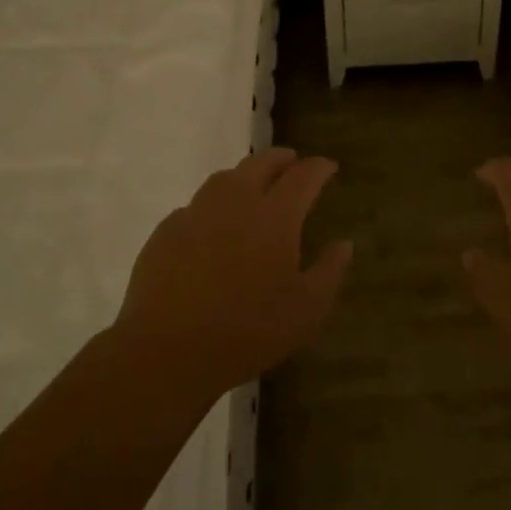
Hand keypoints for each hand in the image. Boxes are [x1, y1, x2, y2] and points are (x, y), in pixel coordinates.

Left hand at [115, 148, 351, 395]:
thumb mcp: (307, 310)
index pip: (303, 176)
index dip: (319, 168)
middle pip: (261, 164)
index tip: (329, 166)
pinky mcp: (166, 232)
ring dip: (245, 175)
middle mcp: (236, 202)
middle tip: (292, 163)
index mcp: (276, 216)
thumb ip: (329, 271)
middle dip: (281, 159)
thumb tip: (344, 243)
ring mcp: (196, 213)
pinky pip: (195, 206)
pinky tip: (212, 225)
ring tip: (253, 187)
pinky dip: (212, 205)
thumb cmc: (248, 331)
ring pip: (224, 179)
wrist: (167, 350)